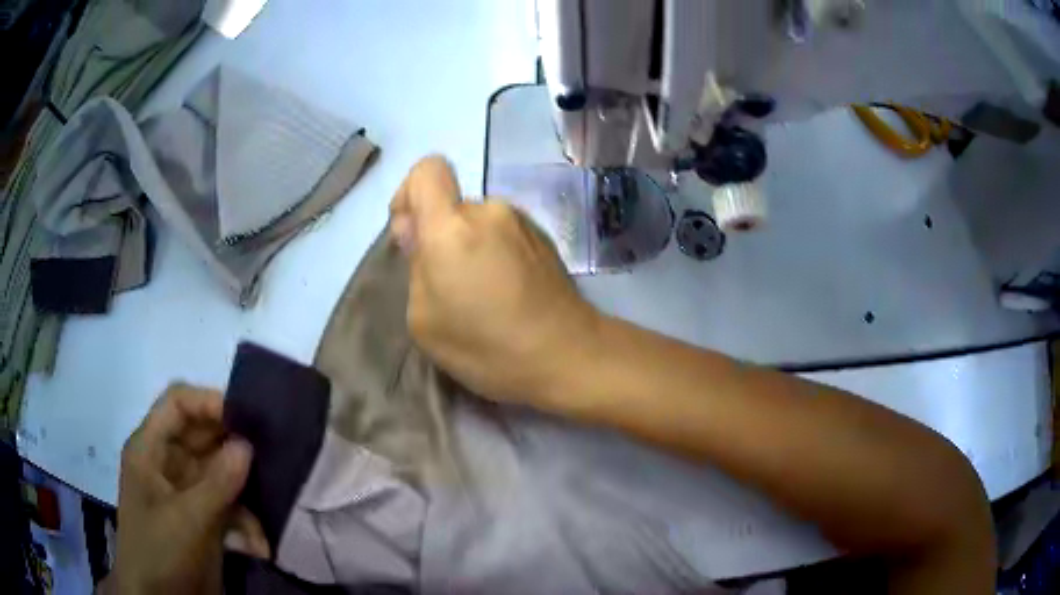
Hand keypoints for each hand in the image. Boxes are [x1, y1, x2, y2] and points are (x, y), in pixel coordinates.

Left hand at [113, 385, 268, 594]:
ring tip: (270, 508)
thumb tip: (248, 444)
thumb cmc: (159, 553)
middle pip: (204, 437)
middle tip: (274, 457)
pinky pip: (230, 506)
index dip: (209, 402)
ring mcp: (186, 493)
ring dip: (246, 492)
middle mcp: (168, 463)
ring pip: (222, 473)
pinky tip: (258, 547)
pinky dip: (247, 524)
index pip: (178, 404)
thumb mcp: (186, 520)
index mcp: (150, 449)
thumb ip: (217, 483)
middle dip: (236, 448)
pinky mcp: (203, 519)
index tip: (248, 418)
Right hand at [390, 156, 600, 407]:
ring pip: (479, 223)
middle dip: (442, 236)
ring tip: (483, 295)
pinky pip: (504, 235)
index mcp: (452, 227)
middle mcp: (490, 211)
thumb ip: (415, 265)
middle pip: (452, 206)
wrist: (567, 355)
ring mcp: (523, 222)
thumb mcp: (424, 319)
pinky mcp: (544, 238)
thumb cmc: (486, 346)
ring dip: (471, 247)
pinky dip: (496, 255)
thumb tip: (418, 232)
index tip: (412, 235)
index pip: (427, 170)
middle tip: (451, 286)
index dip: (409, 194)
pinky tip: (507, 294)